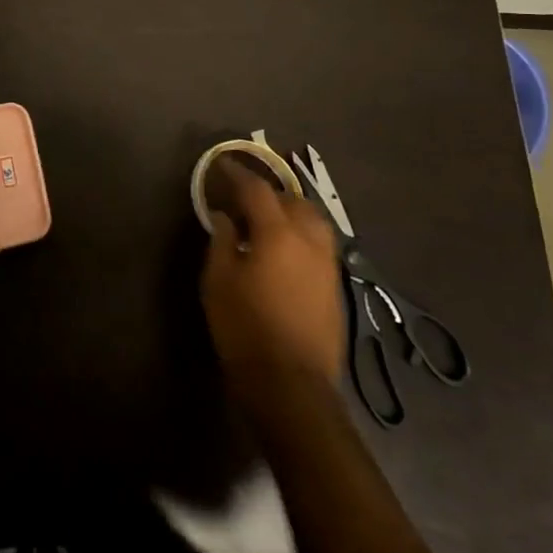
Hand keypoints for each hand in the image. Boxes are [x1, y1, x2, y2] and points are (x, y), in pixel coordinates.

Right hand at [201, 159, 345, 390]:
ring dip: (290, 211)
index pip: (257, 189)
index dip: (237, 174)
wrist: (291, 386)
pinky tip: (285, 248)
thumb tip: (226, 216)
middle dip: (267, 192)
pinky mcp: (334, 286)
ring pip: (312, 220)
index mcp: (278, 232)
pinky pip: (319, 243)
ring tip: (268, 219)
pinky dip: (301, 234)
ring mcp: (327, 263)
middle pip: (291, 199)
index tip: (222, 166)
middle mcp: (309, 239)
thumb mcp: (218, 280)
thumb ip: (221, 240)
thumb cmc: (245, 328)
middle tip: (243, 197)